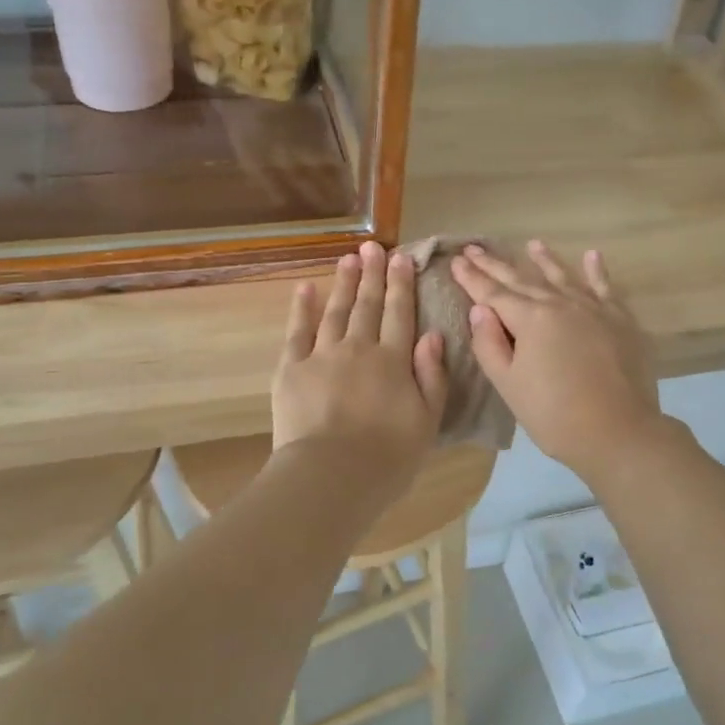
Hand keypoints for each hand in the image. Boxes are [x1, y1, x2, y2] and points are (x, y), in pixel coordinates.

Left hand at [273, 243, 448, 493]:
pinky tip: (305, 288)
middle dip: (372, 274)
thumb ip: (432, 376)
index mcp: (394, 361)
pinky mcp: (291, 369)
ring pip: (335, 311)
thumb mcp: (427, 421)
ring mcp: (322, 355)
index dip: (402, 284)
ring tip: (348, 259)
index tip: (401, 258)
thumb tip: (433, 336)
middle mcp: (359, 348)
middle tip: (373, 247)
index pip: (401, 314)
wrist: (331, 476)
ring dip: (343, 283)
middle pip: (368, 305)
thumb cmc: (388, 458)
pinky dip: (302, 309)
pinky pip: (297, 332)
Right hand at [450, 241, 662, 483]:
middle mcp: (561, 304)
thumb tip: (480, 309)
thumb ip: (490, 344)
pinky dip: (596, 271)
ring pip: (563, 277)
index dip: (472, 278)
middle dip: (496, 265)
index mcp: (531, 319)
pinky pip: (605, 288)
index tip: (456, 261)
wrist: (618, 432)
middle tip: (476, 248)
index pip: (493, 293)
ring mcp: (593, 309)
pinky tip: (592, 255)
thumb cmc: (554, 414)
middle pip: (522, 280)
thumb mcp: (509, 385)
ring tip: (532, 243)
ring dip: (544, 260)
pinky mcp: (620, 321)